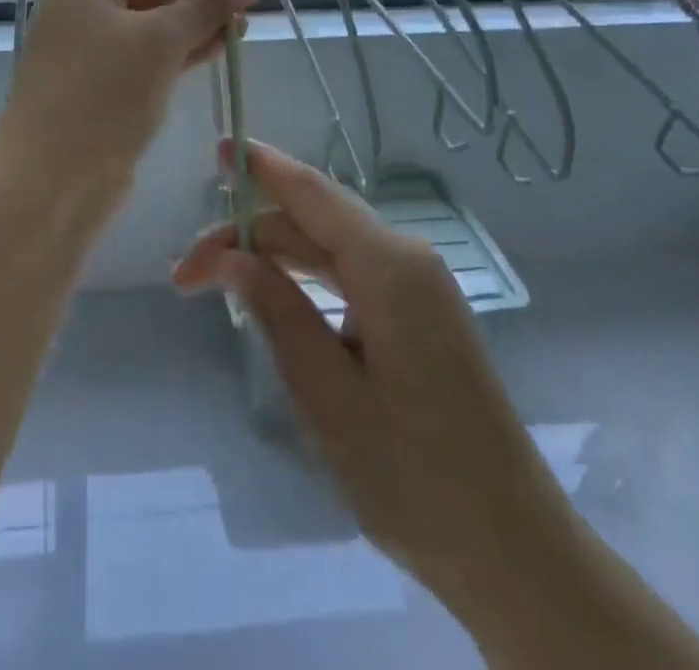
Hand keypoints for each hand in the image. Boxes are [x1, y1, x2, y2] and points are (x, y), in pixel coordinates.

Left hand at [0, 0, 255, 191]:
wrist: (51, 177)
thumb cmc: (100, 93)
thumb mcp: (157, 42)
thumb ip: (203, 7)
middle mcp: (90, 3)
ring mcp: (100, 43)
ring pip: (160, 13)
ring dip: (203, 6)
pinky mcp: (113, 80)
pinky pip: (158, 48)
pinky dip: (191, 41)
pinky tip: (227, 37)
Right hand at [172, 141, 569, 616]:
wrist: (513, 550)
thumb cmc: (414, 475)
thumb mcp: (328, 394)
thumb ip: (277, 312)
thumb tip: (232, 257)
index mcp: (388, 265)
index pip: (311, 192)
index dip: (261, 166)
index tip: (216, 148)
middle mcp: (406, 259)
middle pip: (313, 222)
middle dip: (248, 237)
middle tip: (185, 276)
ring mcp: (418, 287)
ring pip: (330, 248)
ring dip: (273, 259)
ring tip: (216, 284)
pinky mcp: (419, 315)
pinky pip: (351, 274)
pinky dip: (305, 279)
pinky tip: (275, 301)